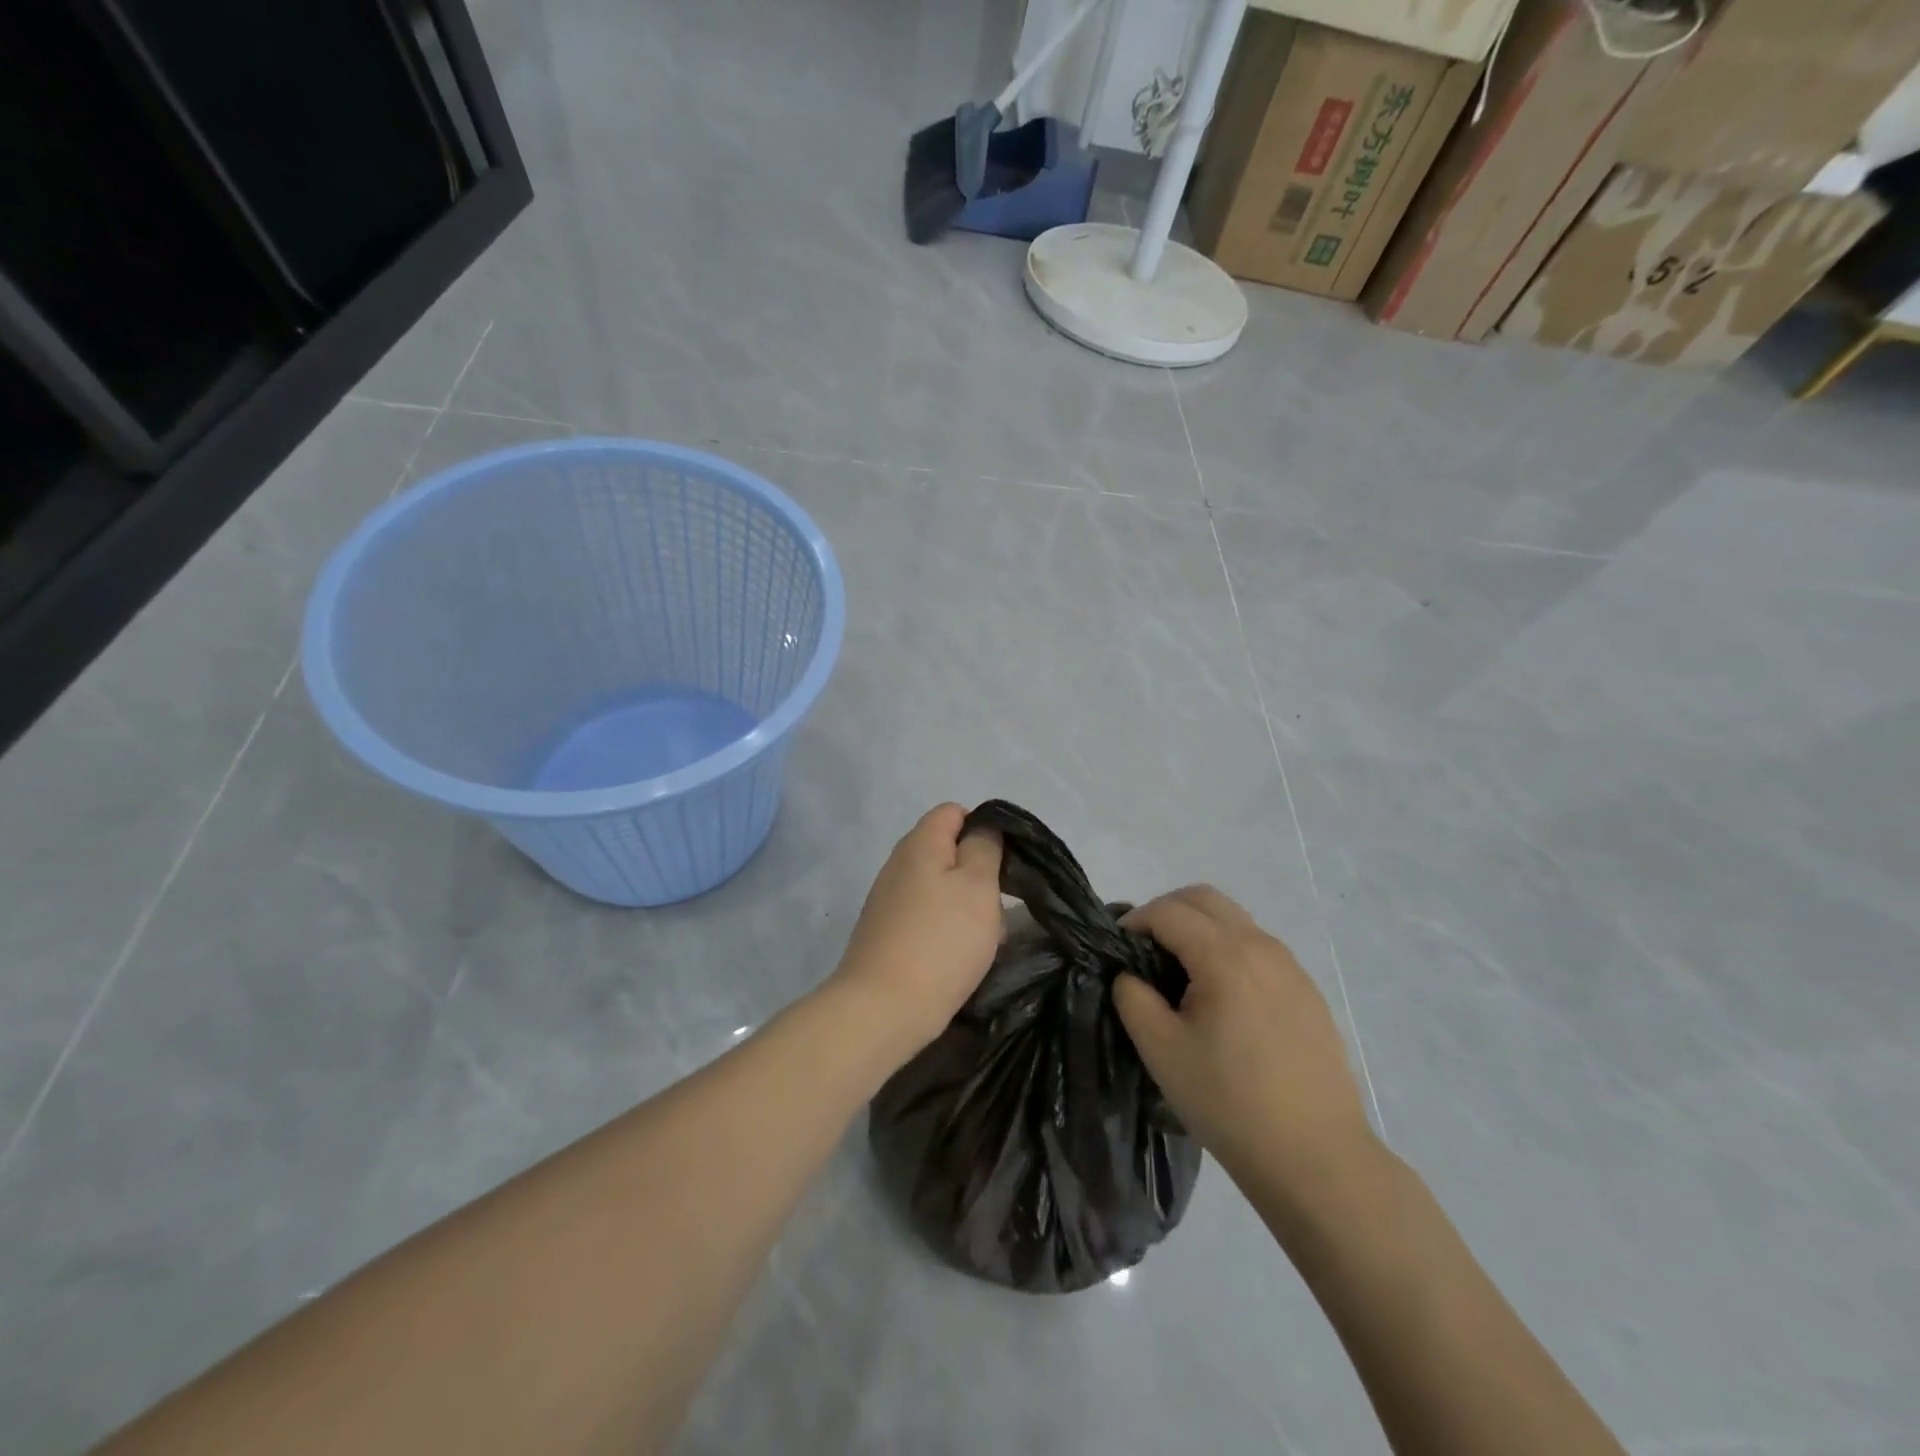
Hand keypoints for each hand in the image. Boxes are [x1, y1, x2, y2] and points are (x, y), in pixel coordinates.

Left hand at [828, 804, 1003, 1063]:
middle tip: (997, 904)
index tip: (1004, 862)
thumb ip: (984, 847)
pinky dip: (944, 928)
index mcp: (920, 843)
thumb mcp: (978, 885)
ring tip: (981, 936)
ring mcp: (888, 899)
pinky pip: (925, 916)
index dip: (983, 828)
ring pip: (938, 887)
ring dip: (963, 905)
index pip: (954, 811)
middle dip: (977, 872)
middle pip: (946, 850)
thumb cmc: (941, 941)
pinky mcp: (885, 932)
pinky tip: (956, 955)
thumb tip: (982, 828)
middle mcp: (898, 863)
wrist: (883, 1008)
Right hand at [1113, 886, 1374, 1186]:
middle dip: (1165, 912)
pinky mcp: (1306, 991)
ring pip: (1234, 919)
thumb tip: (1130, 974)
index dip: (1134, 921)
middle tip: (1143, 950)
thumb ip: (1133, 997)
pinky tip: (1220, 999)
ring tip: (1179, 975)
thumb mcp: (1161, 1051)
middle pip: (1203, 899)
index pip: (1167, 911)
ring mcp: (1290, 967)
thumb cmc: (1230, 1103)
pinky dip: (1226, 949)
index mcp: (1225, 955)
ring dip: (1198, 928)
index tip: (1116, 950)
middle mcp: (1262, 946)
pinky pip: (1257, 947)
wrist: (1317, 1159)